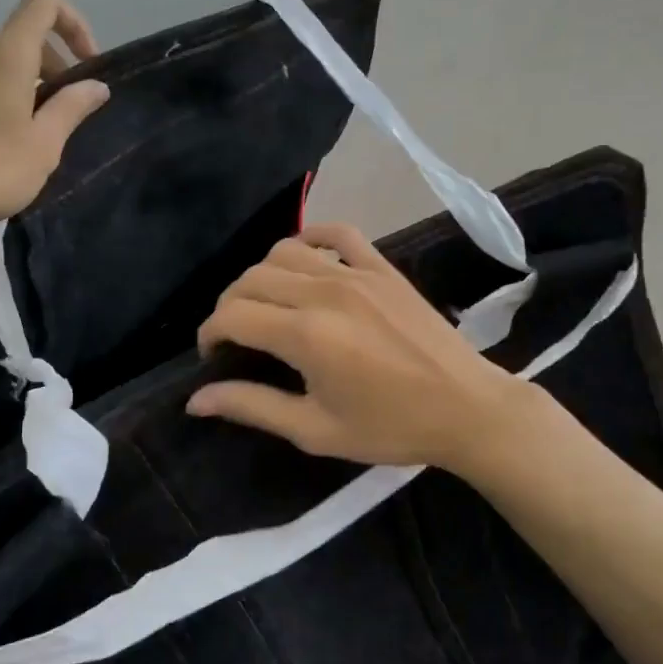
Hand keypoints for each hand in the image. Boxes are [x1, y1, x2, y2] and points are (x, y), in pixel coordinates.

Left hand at [0, 0, 108, 257]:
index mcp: (4, 54)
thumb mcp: (45, 145)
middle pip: (17, 41)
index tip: (86, 64)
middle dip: (48, 68)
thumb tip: (96, 86)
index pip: (43, 5)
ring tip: (18, 135)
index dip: (73, 23)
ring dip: (12, 87)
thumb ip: (72, 107)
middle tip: (59, 114)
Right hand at [188, 223, 531, 471]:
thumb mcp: (316, 430)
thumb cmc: (391, 427)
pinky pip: (336, 233)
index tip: (213, 356)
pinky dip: (310, 238)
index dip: (210, 334)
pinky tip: (303, 259)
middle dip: (229, 305)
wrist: (467, 408)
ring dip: (261, 275)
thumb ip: (253, 407)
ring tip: (265, 305)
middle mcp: (324, 292)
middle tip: (235, 337)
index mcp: (306, 335)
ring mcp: (356, 273)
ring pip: (284, 252)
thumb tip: (196, 400)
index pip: (233, 315)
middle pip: (251, 279)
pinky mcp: (382, 267)